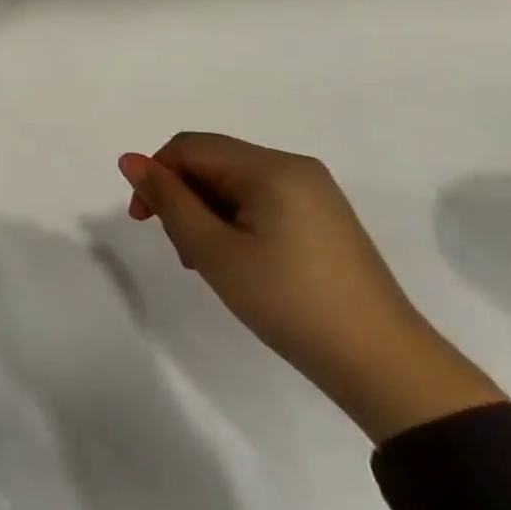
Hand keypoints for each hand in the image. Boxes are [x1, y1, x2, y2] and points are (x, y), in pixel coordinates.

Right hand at [118, 134, 505, 442]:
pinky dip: (234, 223)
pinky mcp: (323, 218)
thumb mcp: (213, 250)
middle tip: (181, 252)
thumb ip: (168, 199)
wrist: (381, 362)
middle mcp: (294, 167)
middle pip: (212, 162)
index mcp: (270, 167)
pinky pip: (261, 201)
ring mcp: (314, 192)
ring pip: (234, 184)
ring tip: (207, 263)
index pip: (189, 147)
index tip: (142, 221)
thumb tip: (129, 159)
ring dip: (206, 214)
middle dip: (182, 198)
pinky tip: (237, 262)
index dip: (155, 175)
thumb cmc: (287, 300)